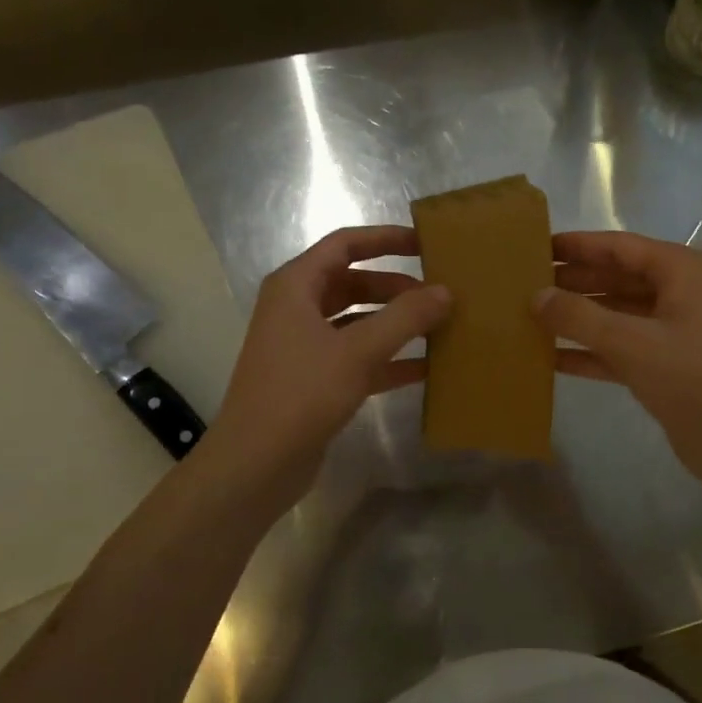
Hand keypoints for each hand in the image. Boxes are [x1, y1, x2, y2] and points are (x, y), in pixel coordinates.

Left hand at [207, 226, 449, 504]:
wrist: (256, 463)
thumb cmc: (302, 393)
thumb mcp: (358, 351)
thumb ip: (405, 318)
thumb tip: (445, 292)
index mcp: (296, 287)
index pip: (345, 245)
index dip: (385, 239)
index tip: (425, 243)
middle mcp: (297, 309)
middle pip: (354, 283)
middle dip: (396, 287)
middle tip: (440, 294)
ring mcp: (304, 347)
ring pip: (358, 322)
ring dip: (396, 324)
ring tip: (440, 327)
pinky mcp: (314, 380)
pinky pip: (357, 357)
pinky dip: (388, 360)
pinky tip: (427, 369)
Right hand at [536, 231, 701, 499]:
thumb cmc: (692, 377)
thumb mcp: (631, 341)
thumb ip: (579, 316)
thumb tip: (536, 296)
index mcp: (679, 271)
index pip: (619, 247)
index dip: (577, 246)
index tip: (537, 247)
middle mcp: (677, 294)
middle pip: (616, 278)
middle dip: (573, 282)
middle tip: (525, 283)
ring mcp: (672, 332)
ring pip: (616, 315)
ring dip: (578, 317)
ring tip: (531, 316)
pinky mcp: (665, 367)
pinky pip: (619, 349)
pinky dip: (589, 352)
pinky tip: (551, 358)